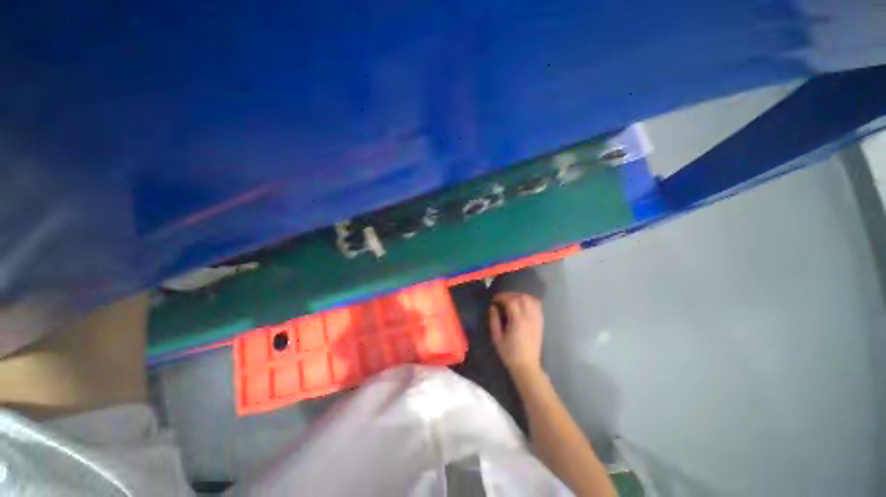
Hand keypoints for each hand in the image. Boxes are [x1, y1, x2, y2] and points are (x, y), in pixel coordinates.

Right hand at [489, 292, 543, 373]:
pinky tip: (523, 304)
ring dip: (520, 296)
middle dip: (510, 295)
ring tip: (512, 300)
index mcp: (517, 321)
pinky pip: (538, 306)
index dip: (501, 297)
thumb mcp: (497, 338)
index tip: (494, 300)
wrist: (527, 366)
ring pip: (531, 300)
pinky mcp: (540, 323)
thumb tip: (493, 307)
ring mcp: (536, 320)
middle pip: (522, 297)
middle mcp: (529, 318)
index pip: (511, 301)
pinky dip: (530, 301)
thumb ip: (494, 320)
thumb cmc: (509, 353)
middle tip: (502, 299)